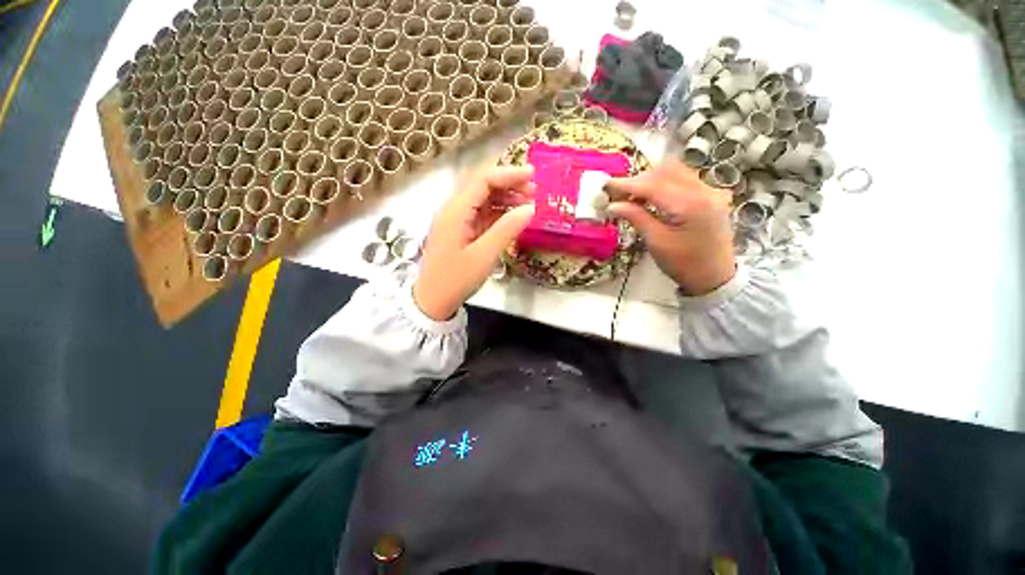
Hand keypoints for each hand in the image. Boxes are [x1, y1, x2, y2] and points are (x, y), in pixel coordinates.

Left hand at [413, 165, 535, 320]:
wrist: (433, 300)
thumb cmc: (456, 279)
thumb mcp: (484, 256)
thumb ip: (506, 229)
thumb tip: (530, 208)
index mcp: (455, 211)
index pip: (482, 180)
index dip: (508, 174)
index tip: (532, 174)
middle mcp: (454, 210)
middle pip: (481, 186)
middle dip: (508, 183)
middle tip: (533, 189)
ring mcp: (456, 220)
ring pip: (482, 199)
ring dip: (504, 197)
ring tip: (528, 201)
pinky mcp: (460, 231)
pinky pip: (481, 214)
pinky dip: (498, 212)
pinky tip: (513, 216)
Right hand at [606, 161, 735, 294]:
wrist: (715, 277)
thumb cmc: (684, 264)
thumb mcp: (656, 242)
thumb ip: (636, 218)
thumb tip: (613, 205)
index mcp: (690, 204)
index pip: (653, 185)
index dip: (627, 184)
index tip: (606, 185)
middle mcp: (704, 190)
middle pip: (666, 170)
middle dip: (639, 179)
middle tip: (619, 194)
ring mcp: (710, 191)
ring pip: (676, 171)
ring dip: (652, 179)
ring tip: (634, 196)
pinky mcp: (711, 196)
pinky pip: (684, 179)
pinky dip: (665, 183)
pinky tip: (653, 197)